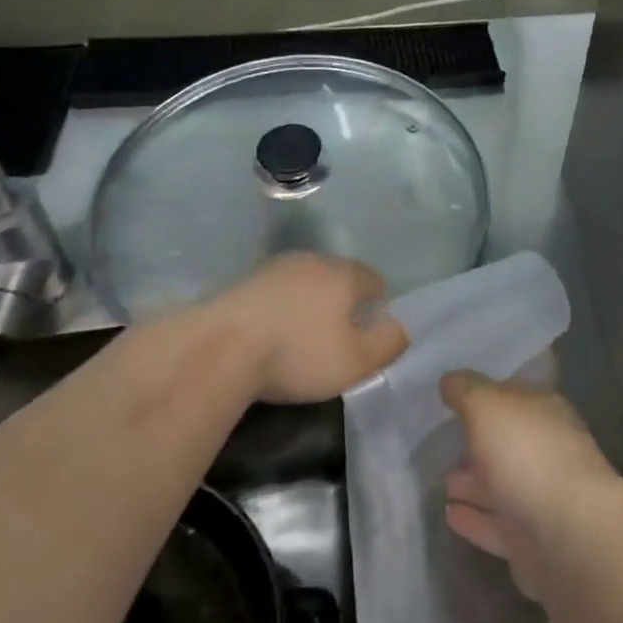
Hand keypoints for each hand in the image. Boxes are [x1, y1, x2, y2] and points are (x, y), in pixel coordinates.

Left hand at [208, 252, 408, 403]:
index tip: (370, 328)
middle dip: (343, 299)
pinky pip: (277, 291)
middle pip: (339, 275)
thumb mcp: (355, 362)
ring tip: (304, 332)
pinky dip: (282, 306)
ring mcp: (276, 267)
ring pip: (306, 280)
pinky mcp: (246, 281)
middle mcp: (314, 260)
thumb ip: (387, 343)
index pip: (373, 279)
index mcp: (345, 274)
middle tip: (339, 332)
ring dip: (310, 300)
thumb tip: (400, 326)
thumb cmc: (298, 354)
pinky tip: (273, 330)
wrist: (221, 347)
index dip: (377, 303)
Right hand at [440, 370, 622, 600]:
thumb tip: (449, 380)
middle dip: (479, 441)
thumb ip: (466, 390)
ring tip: (442, 480)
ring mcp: (542, 498)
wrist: (569, 537)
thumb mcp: (487, 405)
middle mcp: (547, 449)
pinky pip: (496, 524)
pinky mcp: (533, 543)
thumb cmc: (527, 454)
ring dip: (473, 482)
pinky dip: (475, 519)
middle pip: (508, 441)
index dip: (487, 392)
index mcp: (545, 411)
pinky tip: (449, 515)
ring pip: (502, 484)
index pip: (514, 394)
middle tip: (444, 441)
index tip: (457, 396)